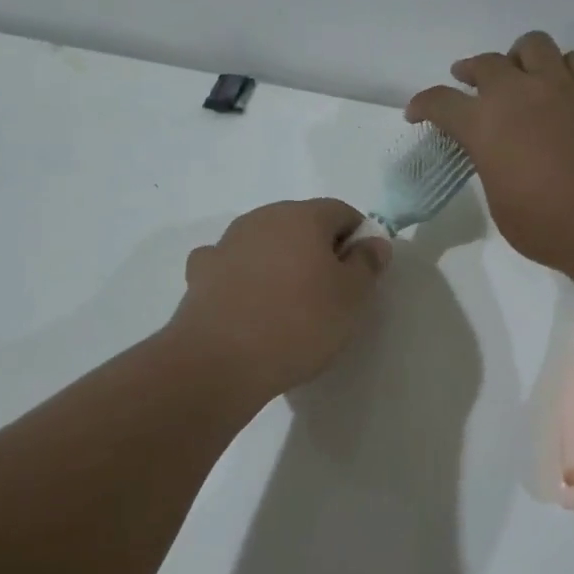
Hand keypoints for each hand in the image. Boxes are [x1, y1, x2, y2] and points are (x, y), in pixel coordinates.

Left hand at [167, 199, 391, 397]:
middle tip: (329, 293)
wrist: (221, 361)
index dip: (358, 238)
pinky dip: (244, 278)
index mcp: (302, 216)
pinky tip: (248, 305)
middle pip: (300, 224)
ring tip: (288, 306)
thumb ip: (367, 263)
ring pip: (265, 244)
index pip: (341, 212)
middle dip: (318, 250)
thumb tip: (372, 241)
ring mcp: (226, 244)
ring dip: (280, 263)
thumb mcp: (352, 298)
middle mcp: (261, 218)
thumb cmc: (299, 323)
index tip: (361, 273)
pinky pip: (232, 266)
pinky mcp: (200, 273)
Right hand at [406, 32, 573, 275]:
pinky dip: (563, 67)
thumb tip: (502, 159)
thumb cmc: (551, 225)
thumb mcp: (502, 205)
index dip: (424, 105)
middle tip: (468, 81)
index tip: (417, 113)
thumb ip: (494, 170)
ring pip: (533, 45)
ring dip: (519, 57)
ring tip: (521, 73)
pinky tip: (565, 84)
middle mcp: (518, 93)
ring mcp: (563, 85)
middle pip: (486, 63)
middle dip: (470, 71)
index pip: (441, 102)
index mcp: (484, 125)